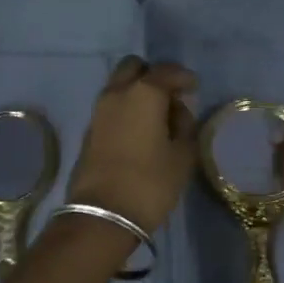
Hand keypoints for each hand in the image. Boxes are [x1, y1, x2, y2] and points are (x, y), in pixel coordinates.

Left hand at [66, 57, 198, 233]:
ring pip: (119, 86)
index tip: (194, 88)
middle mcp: (116, 93)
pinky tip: (140, 131)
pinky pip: (111, 107)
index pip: (165, 71)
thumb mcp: (182, 156)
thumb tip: (177, 113)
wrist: (103, 214)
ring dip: (137, 92)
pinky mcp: (89, 130)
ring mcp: (98, 111)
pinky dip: (126, 109)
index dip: (183, 77)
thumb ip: (185, 126)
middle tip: (170, 97)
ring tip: (158, 118)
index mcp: (143, 93)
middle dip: (153, 75)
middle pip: (133, 68)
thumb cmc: (150, 183)